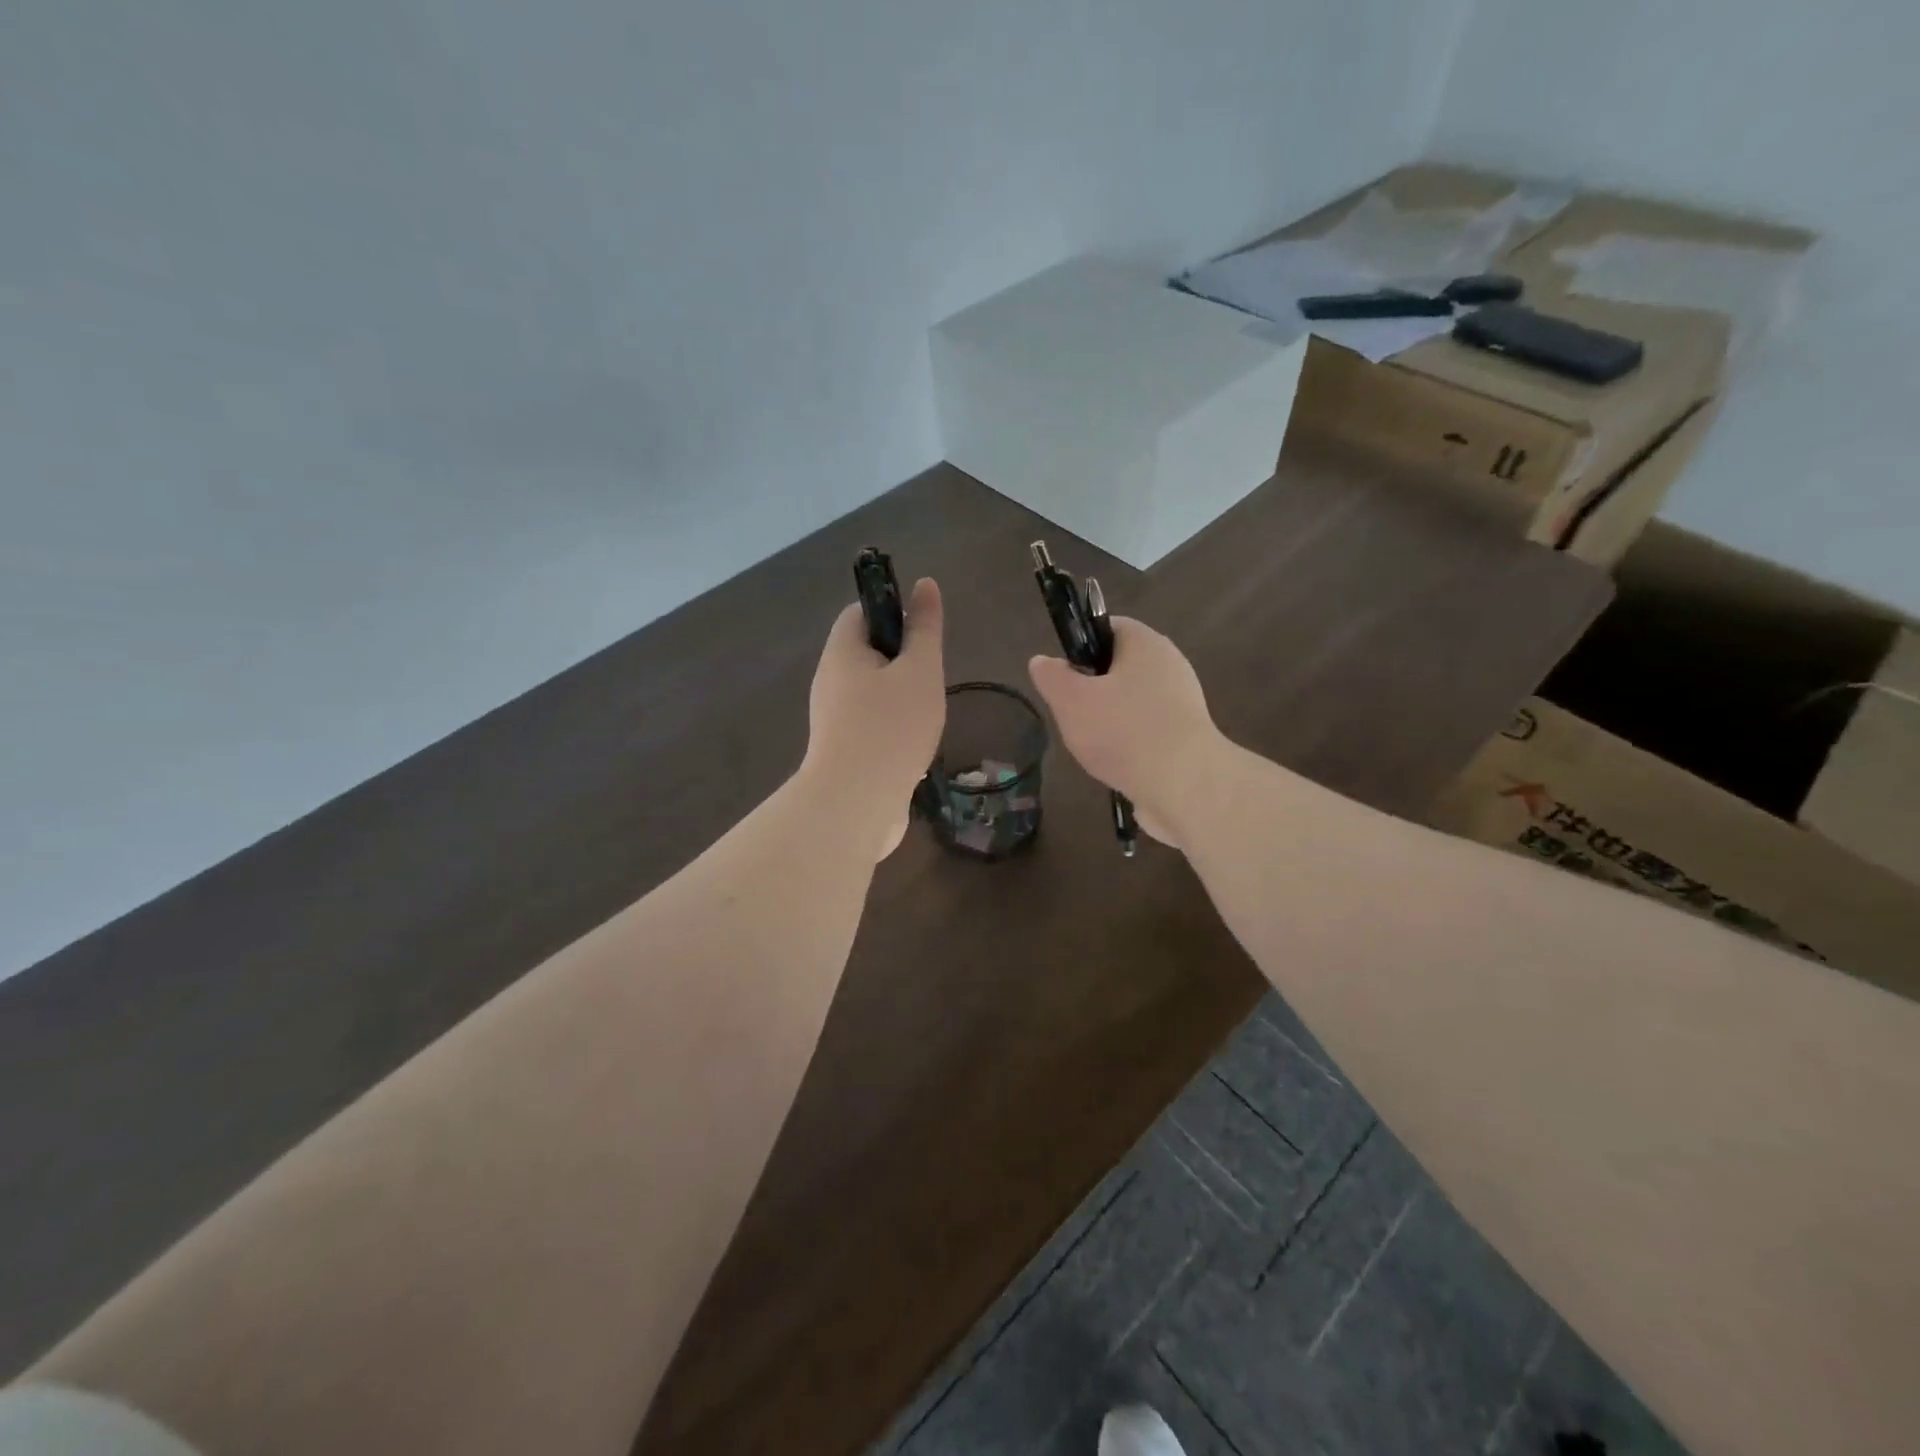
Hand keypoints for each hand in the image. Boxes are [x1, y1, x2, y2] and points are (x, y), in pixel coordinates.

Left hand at [803, 577, 945, 859]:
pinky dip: (894, 729)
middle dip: (904, 663)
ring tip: (927, 715)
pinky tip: (915, 746)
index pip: (861, 613)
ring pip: (873, 693)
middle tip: (931, 680)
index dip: (893, 613)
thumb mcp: (919, 670)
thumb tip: (925, 584)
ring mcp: (834, 719)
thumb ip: (924, 629)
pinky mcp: (843, 750)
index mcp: (841, 653)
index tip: (924, 636)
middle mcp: (830, 681)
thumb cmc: (891, 727)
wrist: (856, 804)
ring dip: (903, 699)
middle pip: (868, 654)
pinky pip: (872, 725)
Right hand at [1027, 617, 1221, 847]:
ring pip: (1133, 701)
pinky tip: (1117, 763)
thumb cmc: (1124, 732)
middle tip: (1073, 712)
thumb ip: (1052, 677)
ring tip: (1092, 744)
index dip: (1081, 645)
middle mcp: (1170, 664)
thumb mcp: (1071, 701)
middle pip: (1120, 666)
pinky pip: (1149, 729)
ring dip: (1111, 719)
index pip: (1108, 627)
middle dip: (1093, 688)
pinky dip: (1131, 742)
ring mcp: (1183, 701)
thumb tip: (1041, 661)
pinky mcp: (1188, 735)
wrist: (1185, 786)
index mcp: (1145, 643)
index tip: (1064, 674)